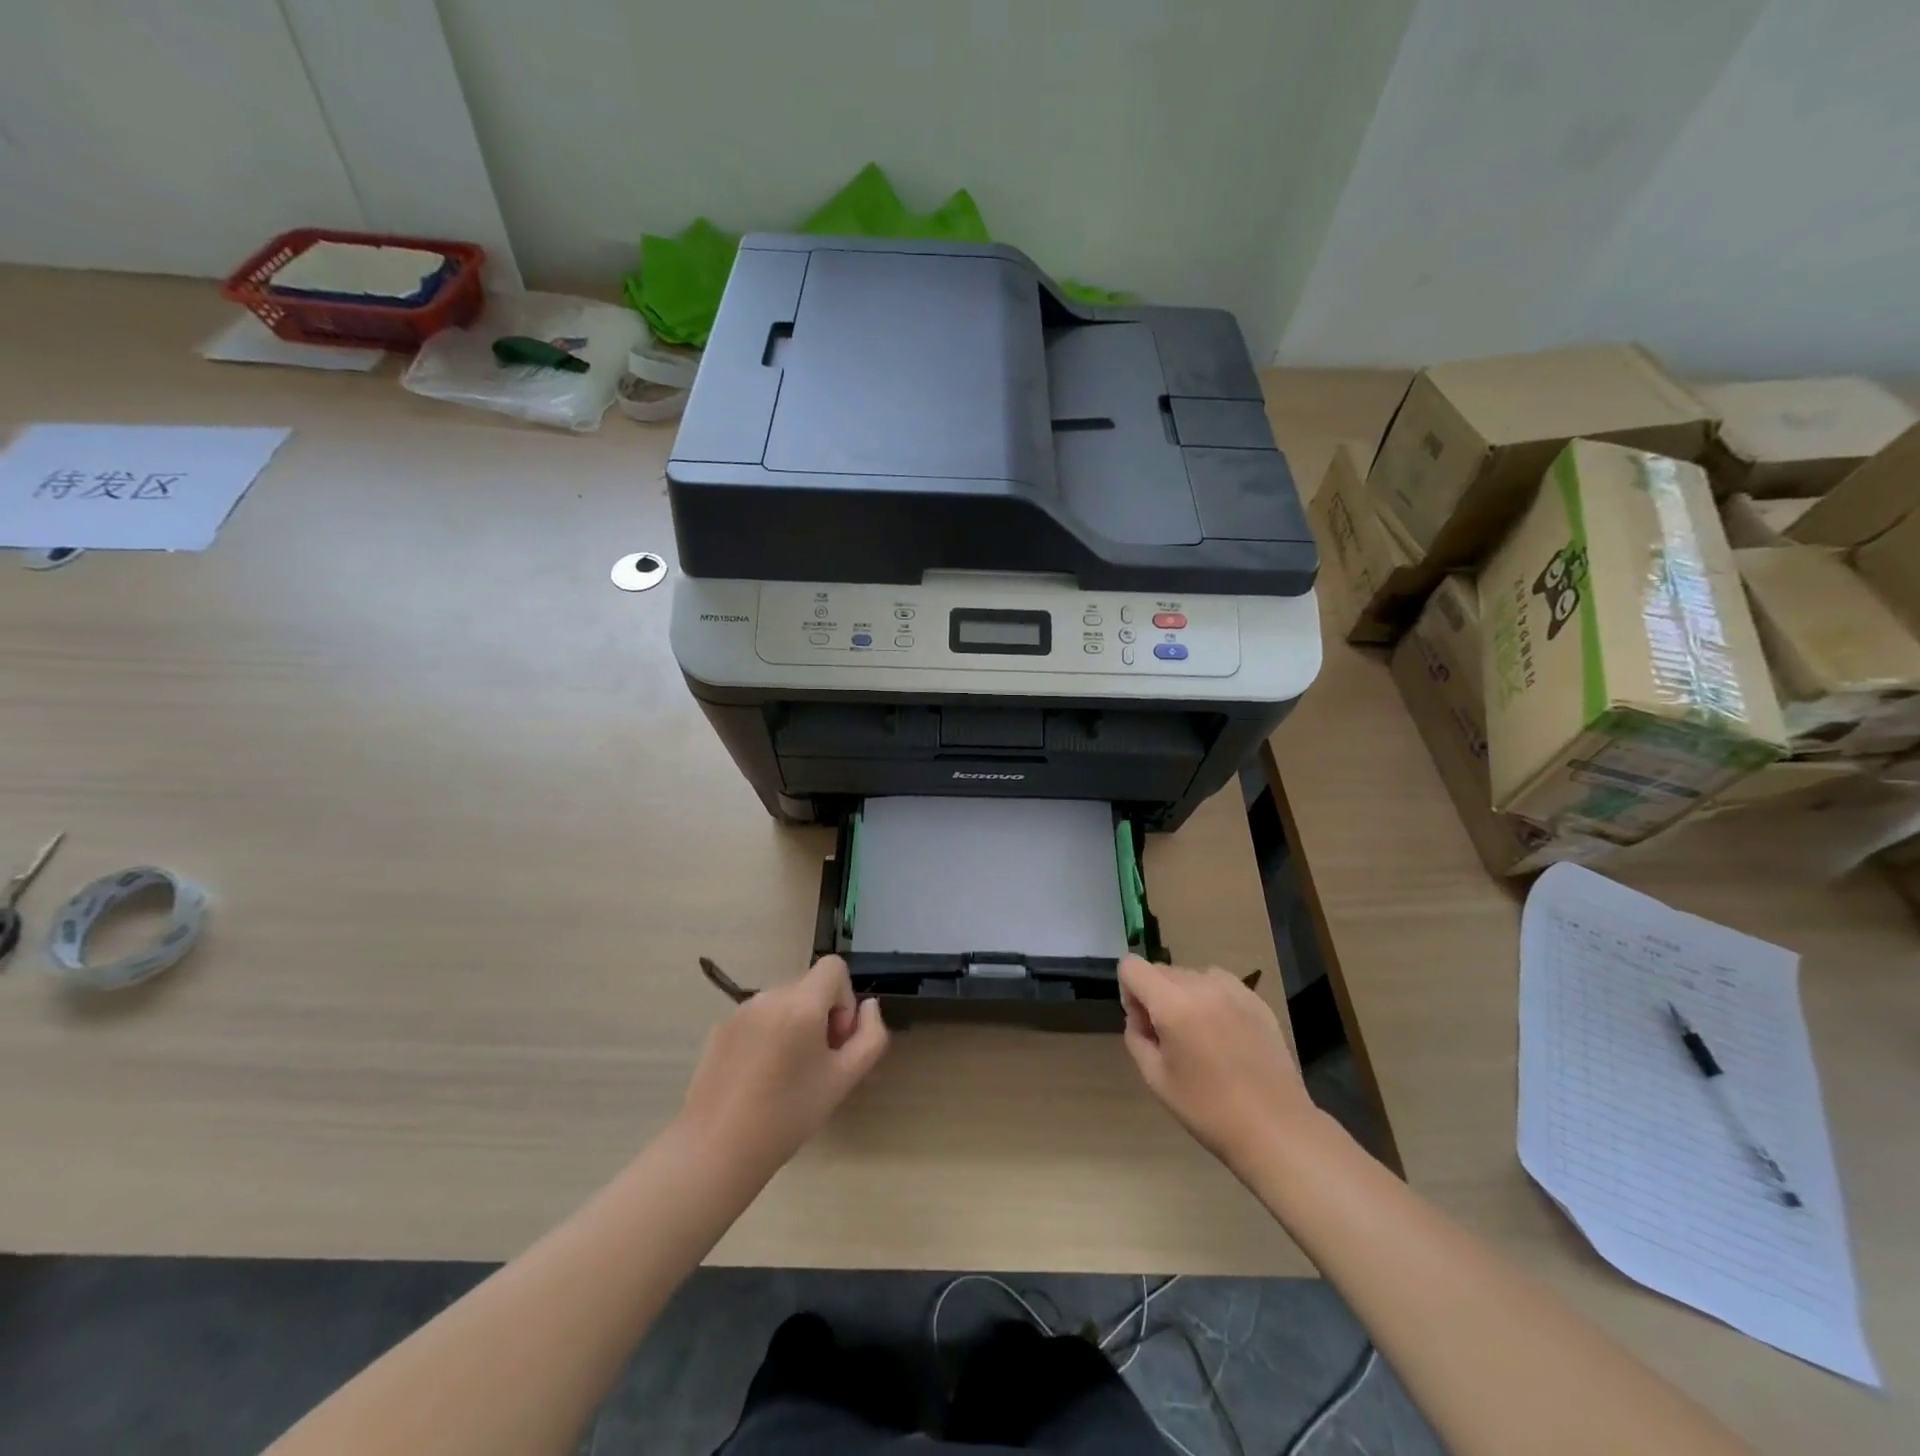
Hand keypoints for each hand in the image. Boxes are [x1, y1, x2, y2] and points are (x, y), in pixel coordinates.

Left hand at [678, 955, 889, 1175]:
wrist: (715, 1150)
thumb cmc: (788, 1115)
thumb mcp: (844, 1080)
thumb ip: (870, 1036)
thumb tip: (868, 1007)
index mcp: (800, 1003)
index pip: (834, 967)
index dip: (845, 999)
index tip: (835, 1041)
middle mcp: (769, 996)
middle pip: (809, 988)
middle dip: (821, 1017)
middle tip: (816, 1066)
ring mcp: (740, 1011)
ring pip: (783, 1004)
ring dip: (795, 1027)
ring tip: (786, 1076)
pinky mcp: (720, 1030)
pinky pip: (758, 1019)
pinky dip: (768, 1037)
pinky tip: (758, 1081)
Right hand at [1119, 955, 1318, 1169]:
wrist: (1276, 1129)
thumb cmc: (1208, 1110)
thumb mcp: (1156, 1078)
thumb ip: (1136, 1037)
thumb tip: (1139, 1016)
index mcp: (1173, 1004)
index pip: (1132, 966)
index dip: (1128, 992)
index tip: (1144, 1025)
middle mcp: (1202, 985)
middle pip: (1161, 972)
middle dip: (1156, 997)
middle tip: (1170, 1040)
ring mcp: (1234, 989)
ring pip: (1191, 976)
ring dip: (1184, 997)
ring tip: (1200, 1036)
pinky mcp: (1256, 999)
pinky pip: (1219, 985)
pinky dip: (1211, 1000)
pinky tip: (1226, 1037)